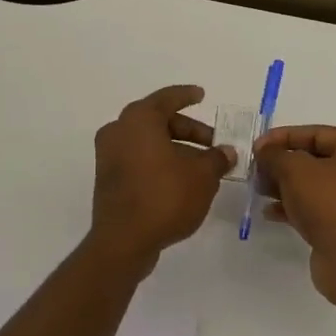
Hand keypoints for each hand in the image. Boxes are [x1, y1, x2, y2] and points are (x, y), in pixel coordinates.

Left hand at [89, 86, 234, 270]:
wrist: (123, 241)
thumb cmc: (165, 196)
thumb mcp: (202, 176)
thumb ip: (216, 159)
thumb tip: (226, 152)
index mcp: (139, 119)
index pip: (167, 98)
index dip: (187, 95)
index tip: (202, 95)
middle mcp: (119, 130)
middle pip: (158, 121)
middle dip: (188, 130)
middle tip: (213, 143)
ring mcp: (109, 155)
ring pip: (148, 142)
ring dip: (176, 149)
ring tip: (203, 167)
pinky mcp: (108, 178)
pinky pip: (139, 159)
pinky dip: (160, 162)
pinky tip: (182, 180)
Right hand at [254, 125, 335, 304]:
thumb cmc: (328, 202)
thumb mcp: (294, 169)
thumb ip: (275, 154)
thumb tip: (265, 151)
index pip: (317, 134)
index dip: (283, 137)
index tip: (256, 147)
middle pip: (317, 160)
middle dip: (283, 164)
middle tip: (257, 171)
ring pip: (317, 186)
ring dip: (286, 187)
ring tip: (260, 191)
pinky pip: (320, 209)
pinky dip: (296, 208)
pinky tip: (271, 213)